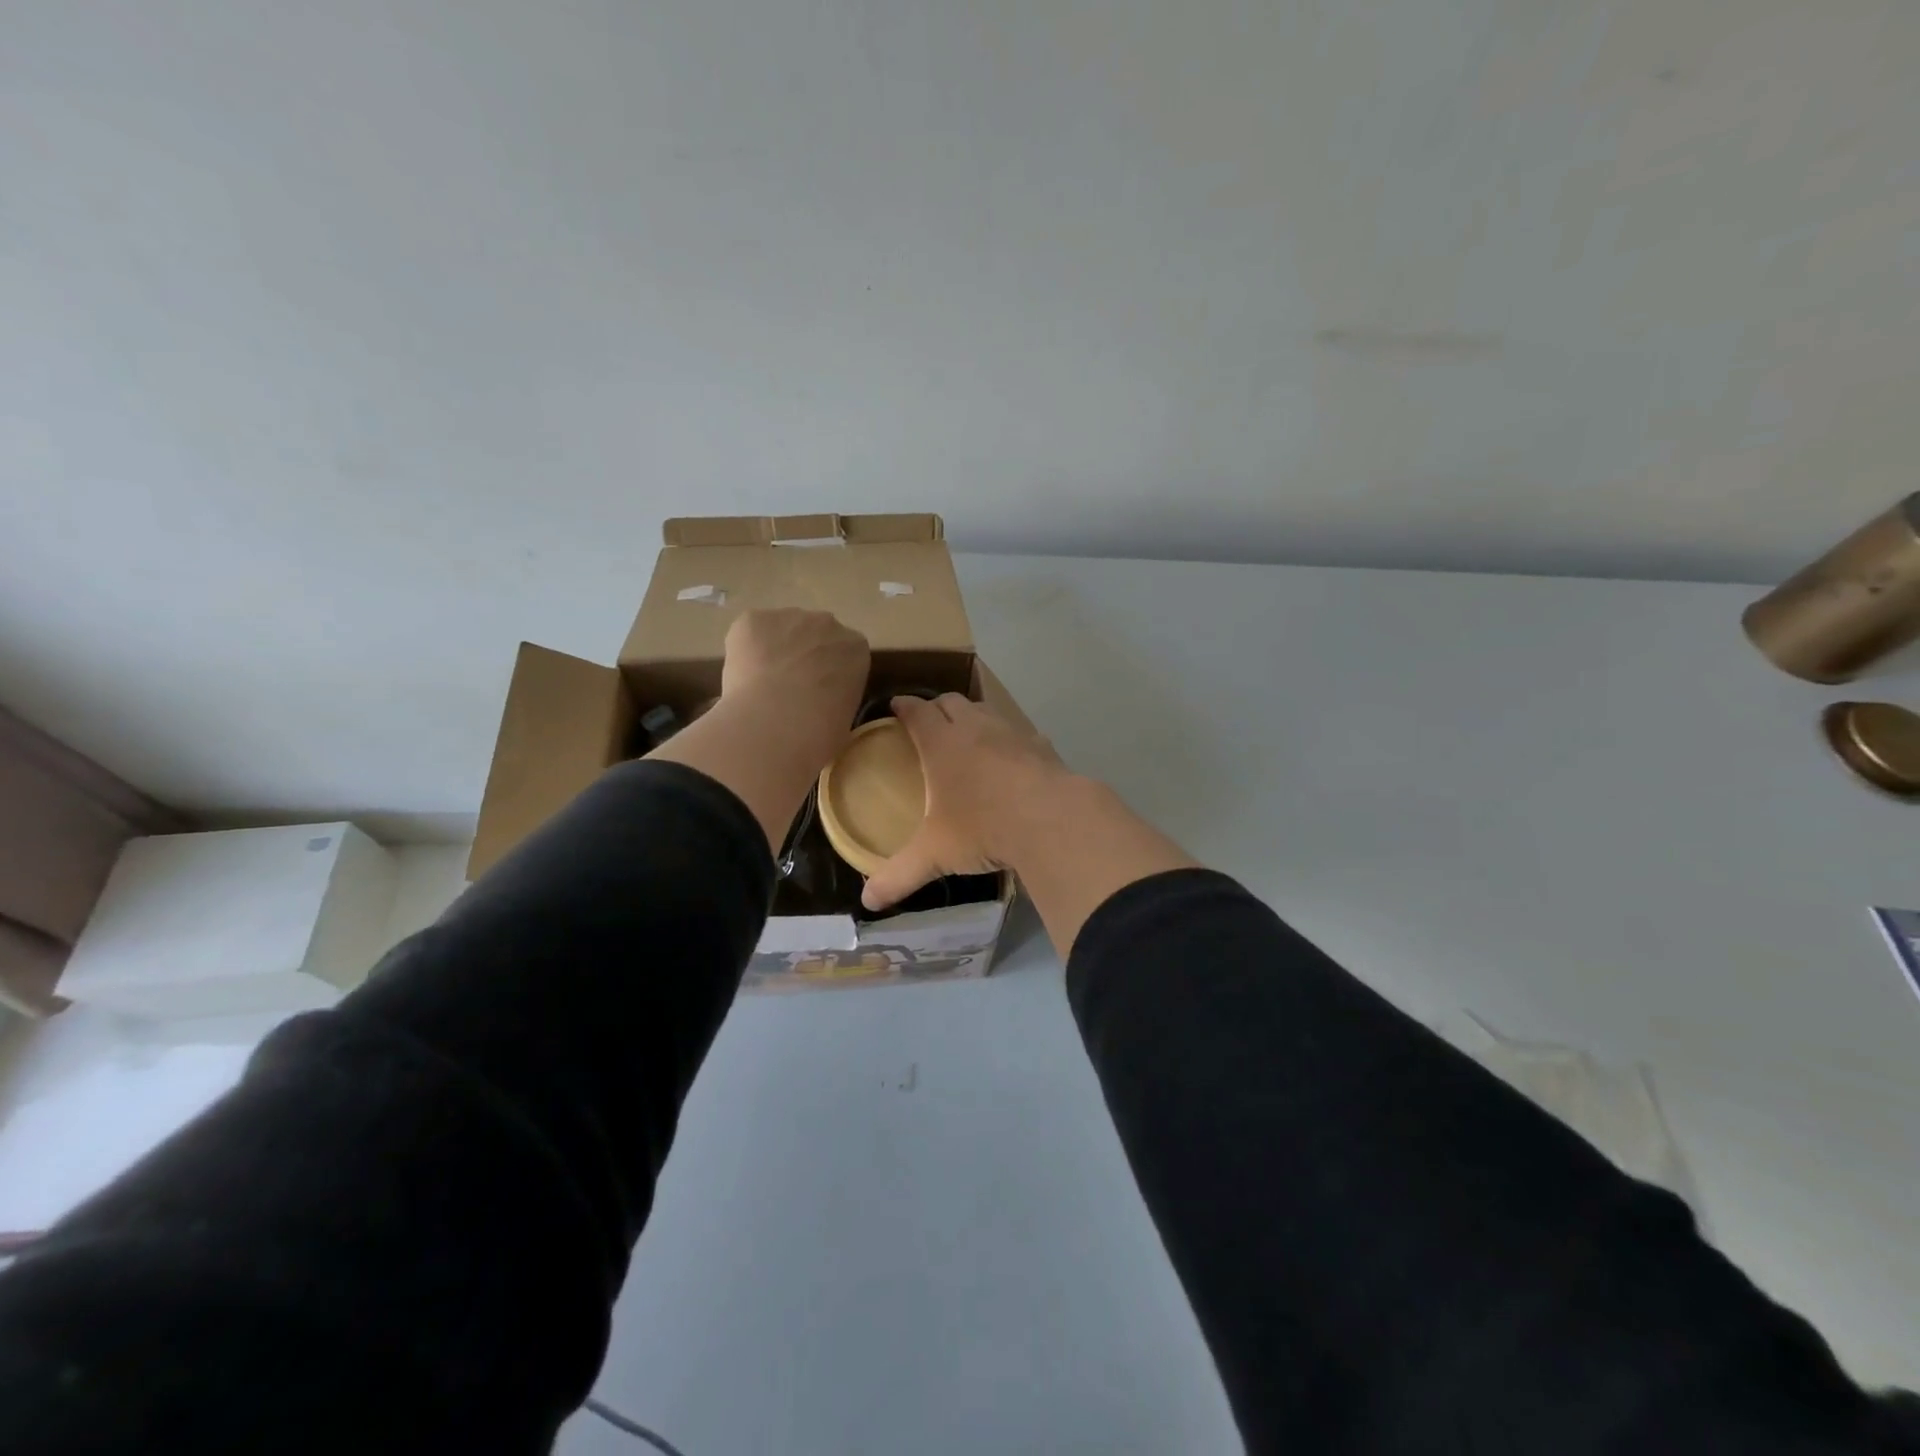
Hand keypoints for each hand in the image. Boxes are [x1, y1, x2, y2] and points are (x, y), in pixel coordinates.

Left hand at [721, 608, 868, 744]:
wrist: (776, 725)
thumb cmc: (820, 733)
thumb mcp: (844, 720)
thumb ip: (836, 700)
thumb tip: (820, 706)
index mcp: (855, 648)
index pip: (846, 654)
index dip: (830, 672)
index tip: (819, 693)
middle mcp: (826, 623)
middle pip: (814, 635)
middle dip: (803, 656)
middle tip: (789, 690)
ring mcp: (788, 617)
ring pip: (779, 631)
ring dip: (773, 651)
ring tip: (761, 688)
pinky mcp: (751, 620)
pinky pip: (748, 632)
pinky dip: (744, 651)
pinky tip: (742, 680)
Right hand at [861, 694, 1073, 911]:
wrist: (1052, 820)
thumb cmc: (983, 828)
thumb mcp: (935, 855)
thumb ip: (900, 875)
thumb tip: (868, 902)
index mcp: (942, 744)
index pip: (917, 712)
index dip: (904, 706)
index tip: (896, 705)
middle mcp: (976, 728)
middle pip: (951, 702)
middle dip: (937, 707)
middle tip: (929, 722)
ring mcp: (1012, 733)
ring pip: (986, 711)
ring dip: (973, 717)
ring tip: (968, 737)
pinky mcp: (1042, 747)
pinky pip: (1019, 734)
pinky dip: (1008, 740)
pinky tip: (1011, 761)